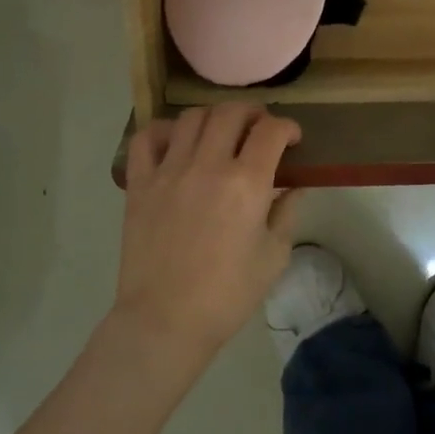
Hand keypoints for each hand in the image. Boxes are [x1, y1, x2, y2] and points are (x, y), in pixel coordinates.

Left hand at [116, 103, 300, 360]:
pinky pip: (146, 139)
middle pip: (231, 112)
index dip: (288, 127)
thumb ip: (287, 212)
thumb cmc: (228, 294)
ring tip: (220, 134)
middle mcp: (207, 166)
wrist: (165, 321)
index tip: (292, 139)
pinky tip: (176, 142)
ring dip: (213, 118)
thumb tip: (295, 185)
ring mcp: (169, 171)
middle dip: (253, 114)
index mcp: (246, 184)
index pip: (271, 130)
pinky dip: (164, 131)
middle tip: (259, 130)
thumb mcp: (274, 256)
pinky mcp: (139, 183)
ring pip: (191, 117)